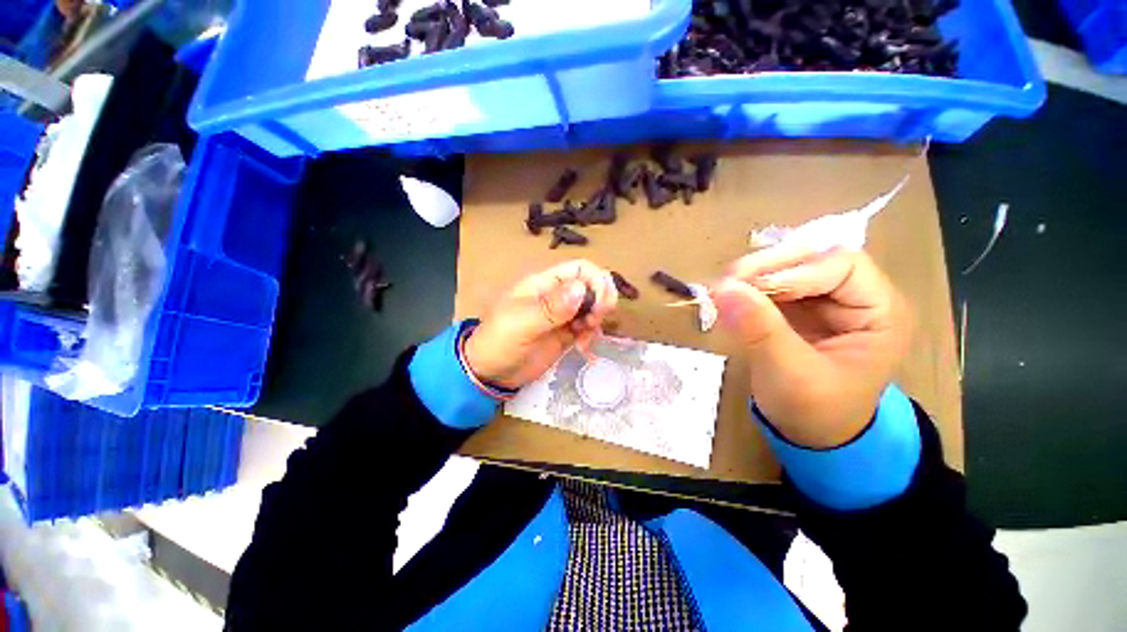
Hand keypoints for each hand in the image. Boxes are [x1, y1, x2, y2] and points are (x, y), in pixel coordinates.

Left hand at [464, 260, 617, 389]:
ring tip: (585, 338)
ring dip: (597, 321)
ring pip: (593, 307)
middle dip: (601, 302)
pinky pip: (588, 327)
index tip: (599, 305)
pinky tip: (583, 348)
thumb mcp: (520, 324)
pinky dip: (591, 335)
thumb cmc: (498, 342)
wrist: (490, 373)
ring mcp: (563, 315)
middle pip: (592, 286)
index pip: (581, 269)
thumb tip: (581, 290)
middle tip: (594, 322)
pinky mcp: (566, 333)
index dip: (597, 281)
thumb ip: (550, 308)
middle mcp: (557, 295)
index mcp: (544, 284)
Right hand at [713, 244, 910, 447]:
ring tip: (723, 289)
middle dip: (769, 266)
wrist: (810, 433)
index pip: (841, 265)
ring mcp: (827, 300)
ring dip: (754, 273)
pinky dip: (749, 286)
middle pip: (814, 257)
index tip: (745, 288)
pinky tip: (730, 297)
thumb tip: (723, 288)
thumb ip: (759, 329)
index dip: (794, 271)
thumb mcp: (789, 373)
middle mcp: (858, 297)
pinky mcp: (801, 307)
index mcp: (880, 313)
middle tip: (726, 282)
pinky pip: (774, 283)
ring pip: (790, 265)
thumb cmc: (813, 410)